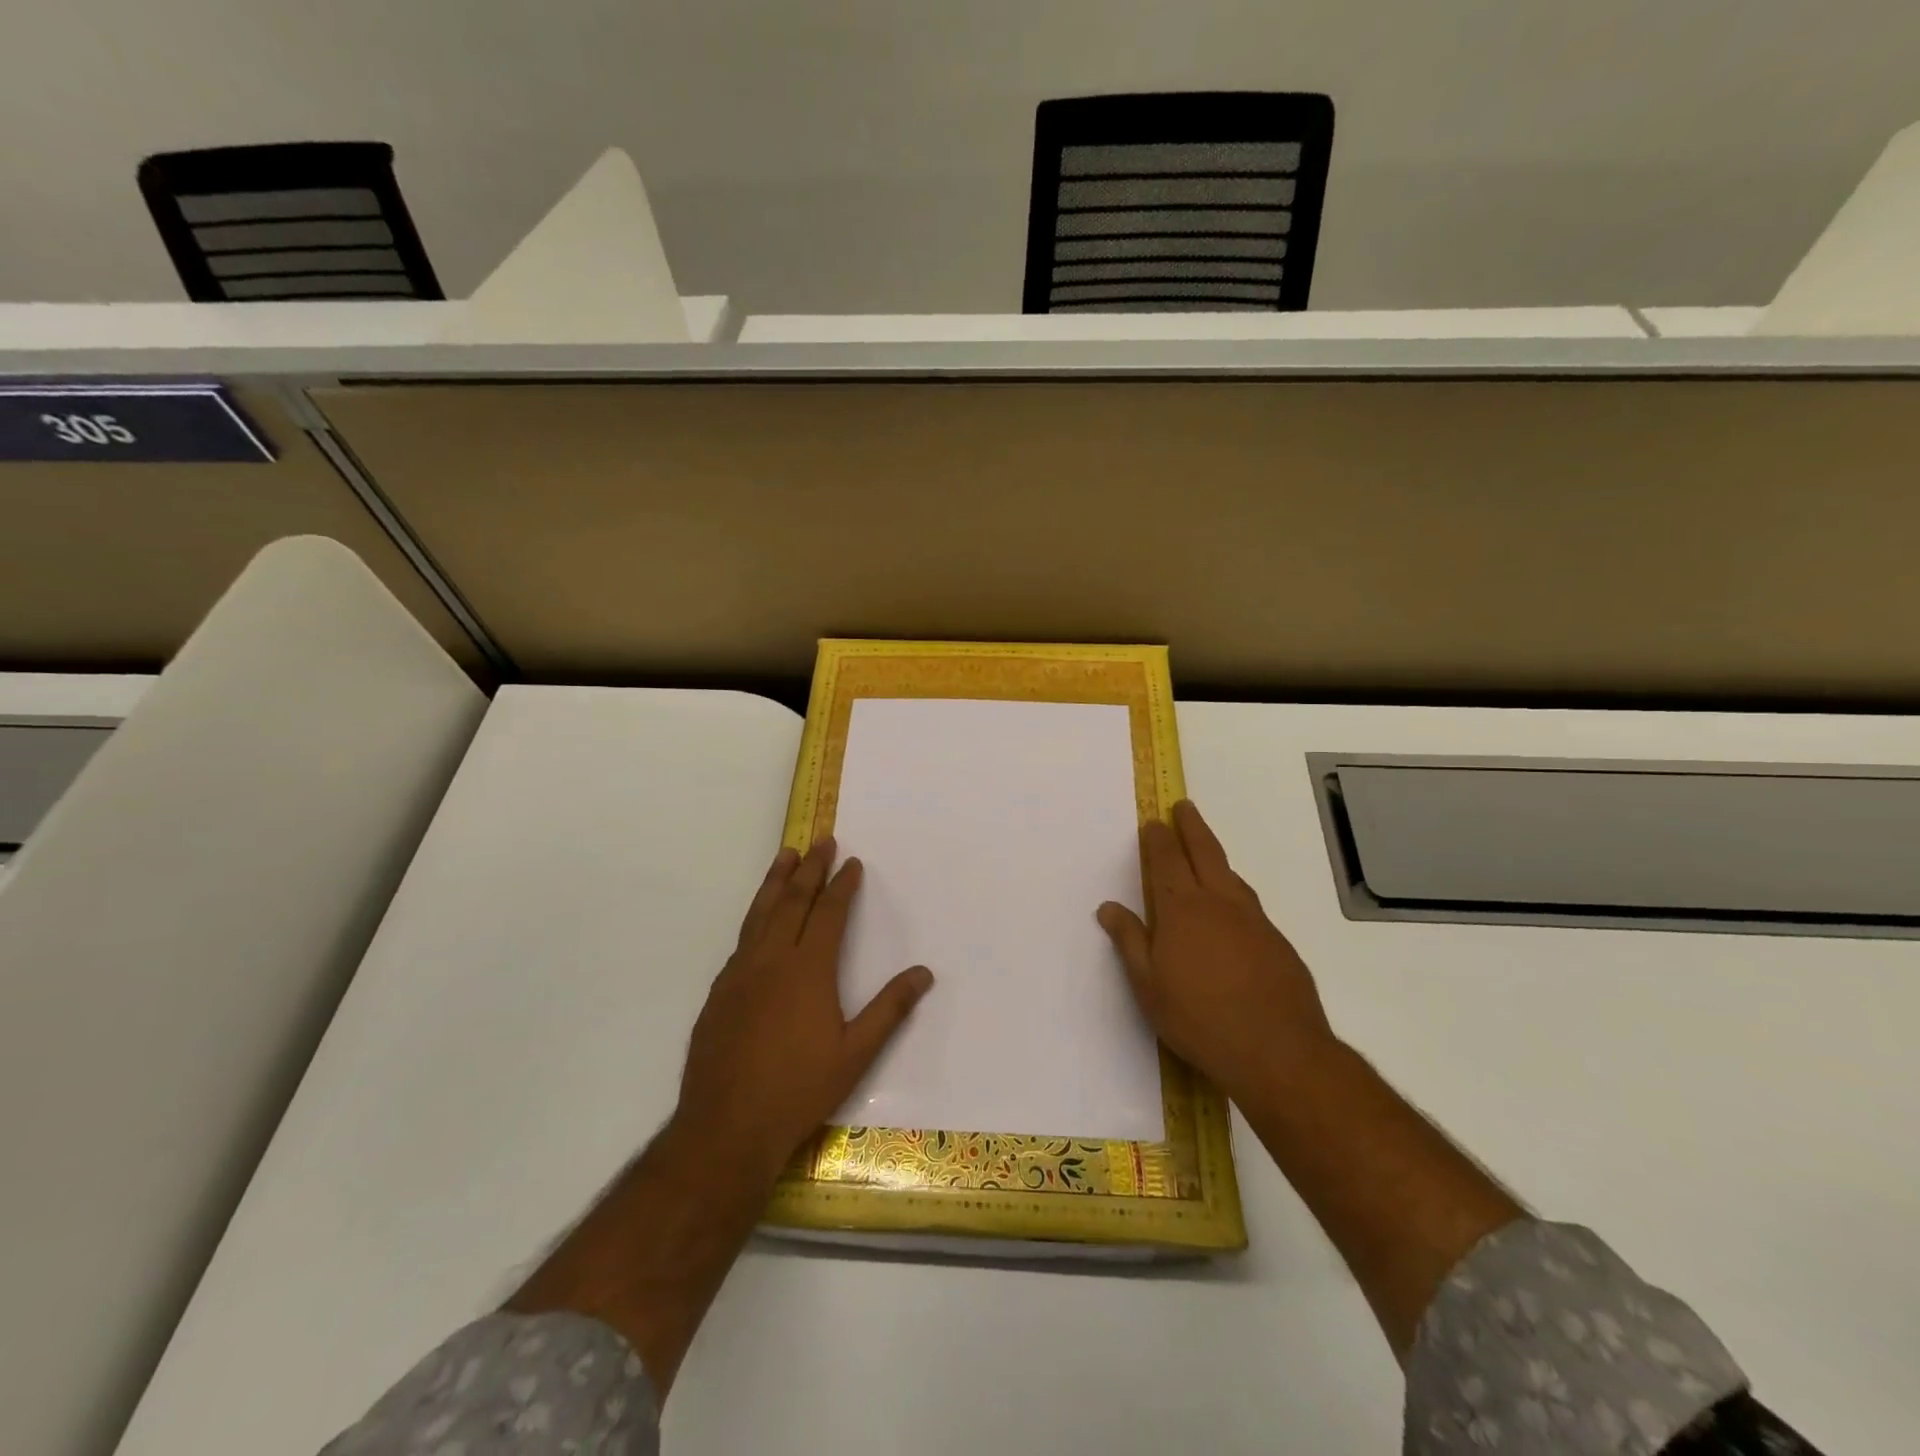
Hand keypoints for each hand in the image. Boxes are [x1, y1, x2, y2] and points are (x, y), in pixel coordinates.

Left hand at [675, 838, 934, 1180]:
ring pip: (760, 914)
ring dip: (775, 882)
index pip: (829, 913)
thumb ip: (889, 1010)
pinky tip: (758, 920)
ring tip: (785, 856)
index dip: (842, 885)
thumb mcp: (855, 1054)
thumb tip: (923, 973)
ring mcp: (740, 974)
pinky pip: (741, 940)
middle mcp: (772, 960)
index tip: (851, 862)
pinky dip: (755, 918)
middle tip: (821, 842)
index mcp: (808, 970)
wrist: (725, 1127)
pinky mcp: (719, 992)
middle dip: (810, 869)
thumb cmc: (798, 1090)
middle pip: (793, 902)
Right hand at [1097, 800, 1336, 1105]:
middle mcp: (1220, 903)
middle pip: (1205, 852)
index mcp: (1182, 910)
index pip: (1166, 861)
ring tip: (1206, 851)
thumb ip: (1130, 942)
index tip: (1154, 822)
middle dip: (1192, 826)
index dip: (1159, 839)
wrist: (1279, 1052)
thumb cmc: (1200, 1019)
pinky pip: (1249, 903)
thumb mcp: (1149, 986)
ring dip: (1215, 856)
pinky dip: (1235, 891)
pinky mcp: (1278, 942)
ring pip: (1231, 875)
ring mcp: (1254, 921)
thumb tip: (1109, 907)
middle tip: (1184, 807)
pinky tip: (1233, 910)